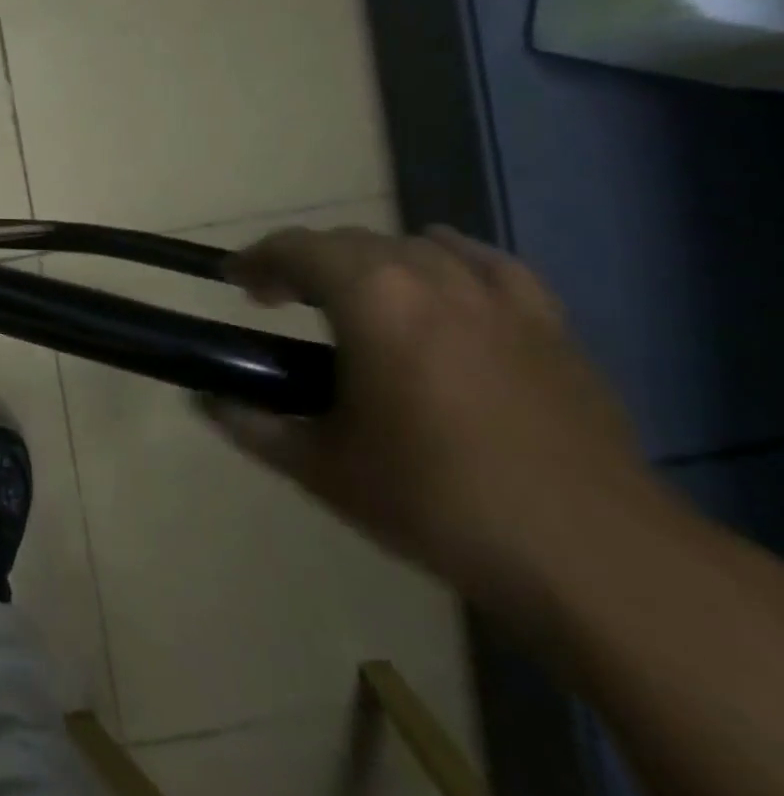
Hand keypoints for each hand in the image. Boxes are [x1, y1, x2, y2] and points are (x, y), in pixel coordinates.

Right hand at [204, 224, 667, 608]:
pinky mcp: (550, 326)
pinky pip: (489, 266)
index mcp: (374, 300)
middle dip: (305, 260)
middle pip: (353, 242)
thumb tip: (204, 400)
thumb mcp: (320, 467)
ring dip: (369, 261)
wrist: (590, 553)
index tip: (233, 279)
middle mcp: (434, 279)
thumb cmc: (435, 499)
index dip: (256, 258)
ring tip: (350, 296)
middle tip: (278, 298)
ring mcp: (500, 299)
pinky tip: (440, 279)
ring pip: (417, 247)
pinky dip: (449, 260)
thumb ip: (252, 425)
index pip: (298, 248)